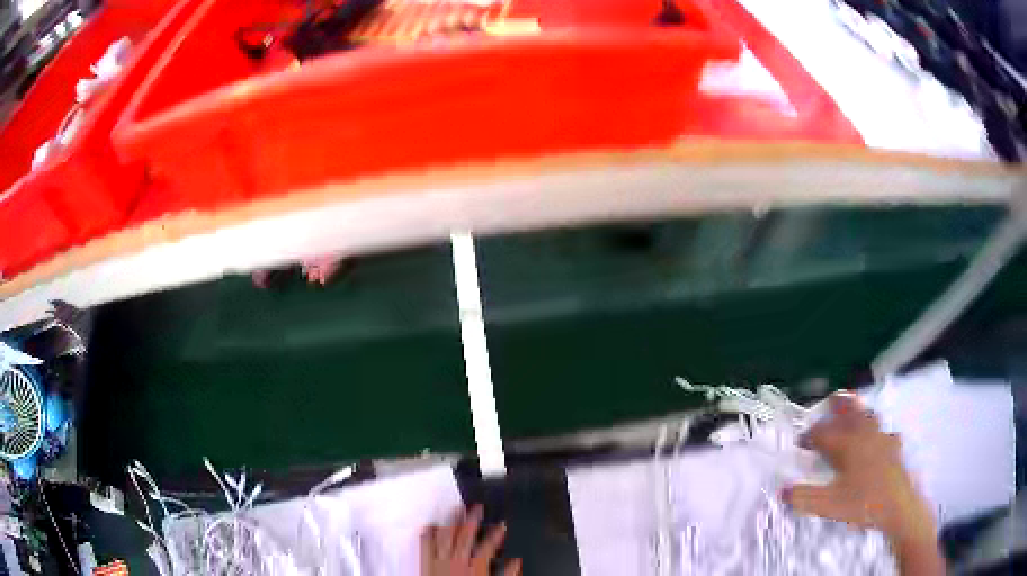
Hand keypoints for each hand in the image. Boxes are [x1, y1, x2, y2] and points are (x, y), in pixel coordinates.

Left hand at [421, 506, 521, 575]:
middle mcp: (457, 562)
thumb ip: (506, 575)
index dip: (496, 534)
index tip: (502, 524)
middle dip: (472, 520)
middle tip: (477, 507)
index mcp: (475, 569)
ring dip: (451, 522)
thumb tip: (517, 562)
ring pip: (445, 537)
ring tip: (455, 508)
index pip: (488, 547)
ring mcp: (440, 562)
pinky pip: (425, 546)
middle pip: (465, 536)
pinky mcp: (426, 565)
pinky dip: (427, 535)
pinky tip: (429, 526)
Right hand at [785, 394, 943, 574]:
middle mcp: (864, 435)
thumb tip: (782, 490)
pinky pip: (885, 433)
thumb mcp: (827, 506)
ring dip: (859, 412)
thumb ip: (803, 498)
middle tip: (830, 400)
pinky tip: (880, 440)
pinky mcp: (894, 448)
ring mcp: (882, 439)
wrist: (897, 506)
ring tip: (854, 411)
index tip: (800, 444)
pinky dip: (879, 432)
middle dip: (839, 405)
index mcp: (846, 445)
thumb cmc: (862, 504)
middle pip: (850, 412)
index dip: (810, 436)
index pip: (823, 433)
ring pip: (869, 417)